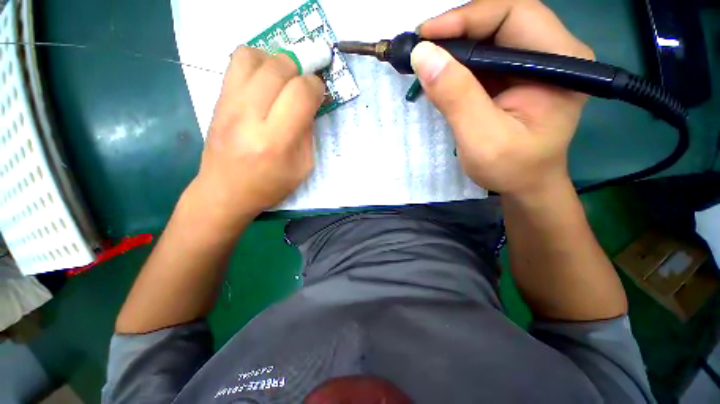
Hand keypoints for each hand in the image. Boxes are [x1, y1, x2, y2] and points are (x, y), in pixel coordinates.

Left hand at [190, 46, 324, 228]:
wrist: (225, 191)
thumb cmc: (269, 186)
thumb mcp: (302, 167)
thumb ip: (308, 133)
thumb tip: (309, 104)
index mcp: (275, 141)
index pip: (300, 94)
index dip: (316, 86)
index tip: (319, 93)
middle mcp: (249, 117)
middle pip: (279, 68)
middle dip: (300, 70)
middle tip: (304, 85)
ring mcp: (228, 105)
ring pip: (253, 56)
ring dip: (276, 61)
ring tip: (284, 79)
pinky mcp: (217, 100)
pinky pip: (236, 62)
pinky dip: (257, 62)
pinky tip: (265, 81)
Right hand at [413, 0, 594, 197]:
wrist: (524, 185)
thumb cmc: (511, 169)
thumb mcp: (482, 138)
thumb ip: (456, 97)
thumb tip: (423, 55)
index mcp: (560, 61)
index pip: (515, 14)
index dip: (467, 18)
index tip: (425, 35)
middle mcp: (552, 53)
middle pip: (502, 19)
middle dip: (457, 29)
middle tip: (422, 47)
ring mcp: (534, 63)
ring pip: (490, 35)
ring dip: (455, 44)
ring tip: (426, 59)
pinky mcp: (515, 76)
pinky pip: (485, 56)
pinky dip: (458, 61)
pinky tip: (441, 73)